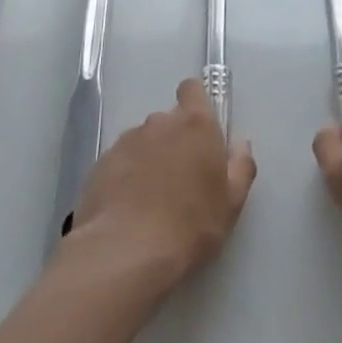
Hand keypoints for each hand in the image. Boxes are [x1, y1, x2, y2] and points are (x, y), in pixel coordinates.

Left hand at [66, 78, 256, 286]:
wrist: (124, 253)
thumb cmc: (189, 226)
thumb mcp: (231, 203)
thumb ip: (240, 167)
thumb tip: (240, 144)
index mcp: (195, 125)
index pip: (192, 89)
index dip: (195, 103)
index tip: (199, 130)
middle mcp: (160, 123)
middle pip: (169, 121)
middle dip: (174, 142)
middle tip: (179, 180)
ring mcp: (126, 141)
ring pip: (143, 142)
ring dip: (149, 159)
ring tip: (149, 200)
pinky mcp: (101, 164)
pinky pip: (120, 162)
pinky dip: (125, 177)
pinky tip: (127, 209)